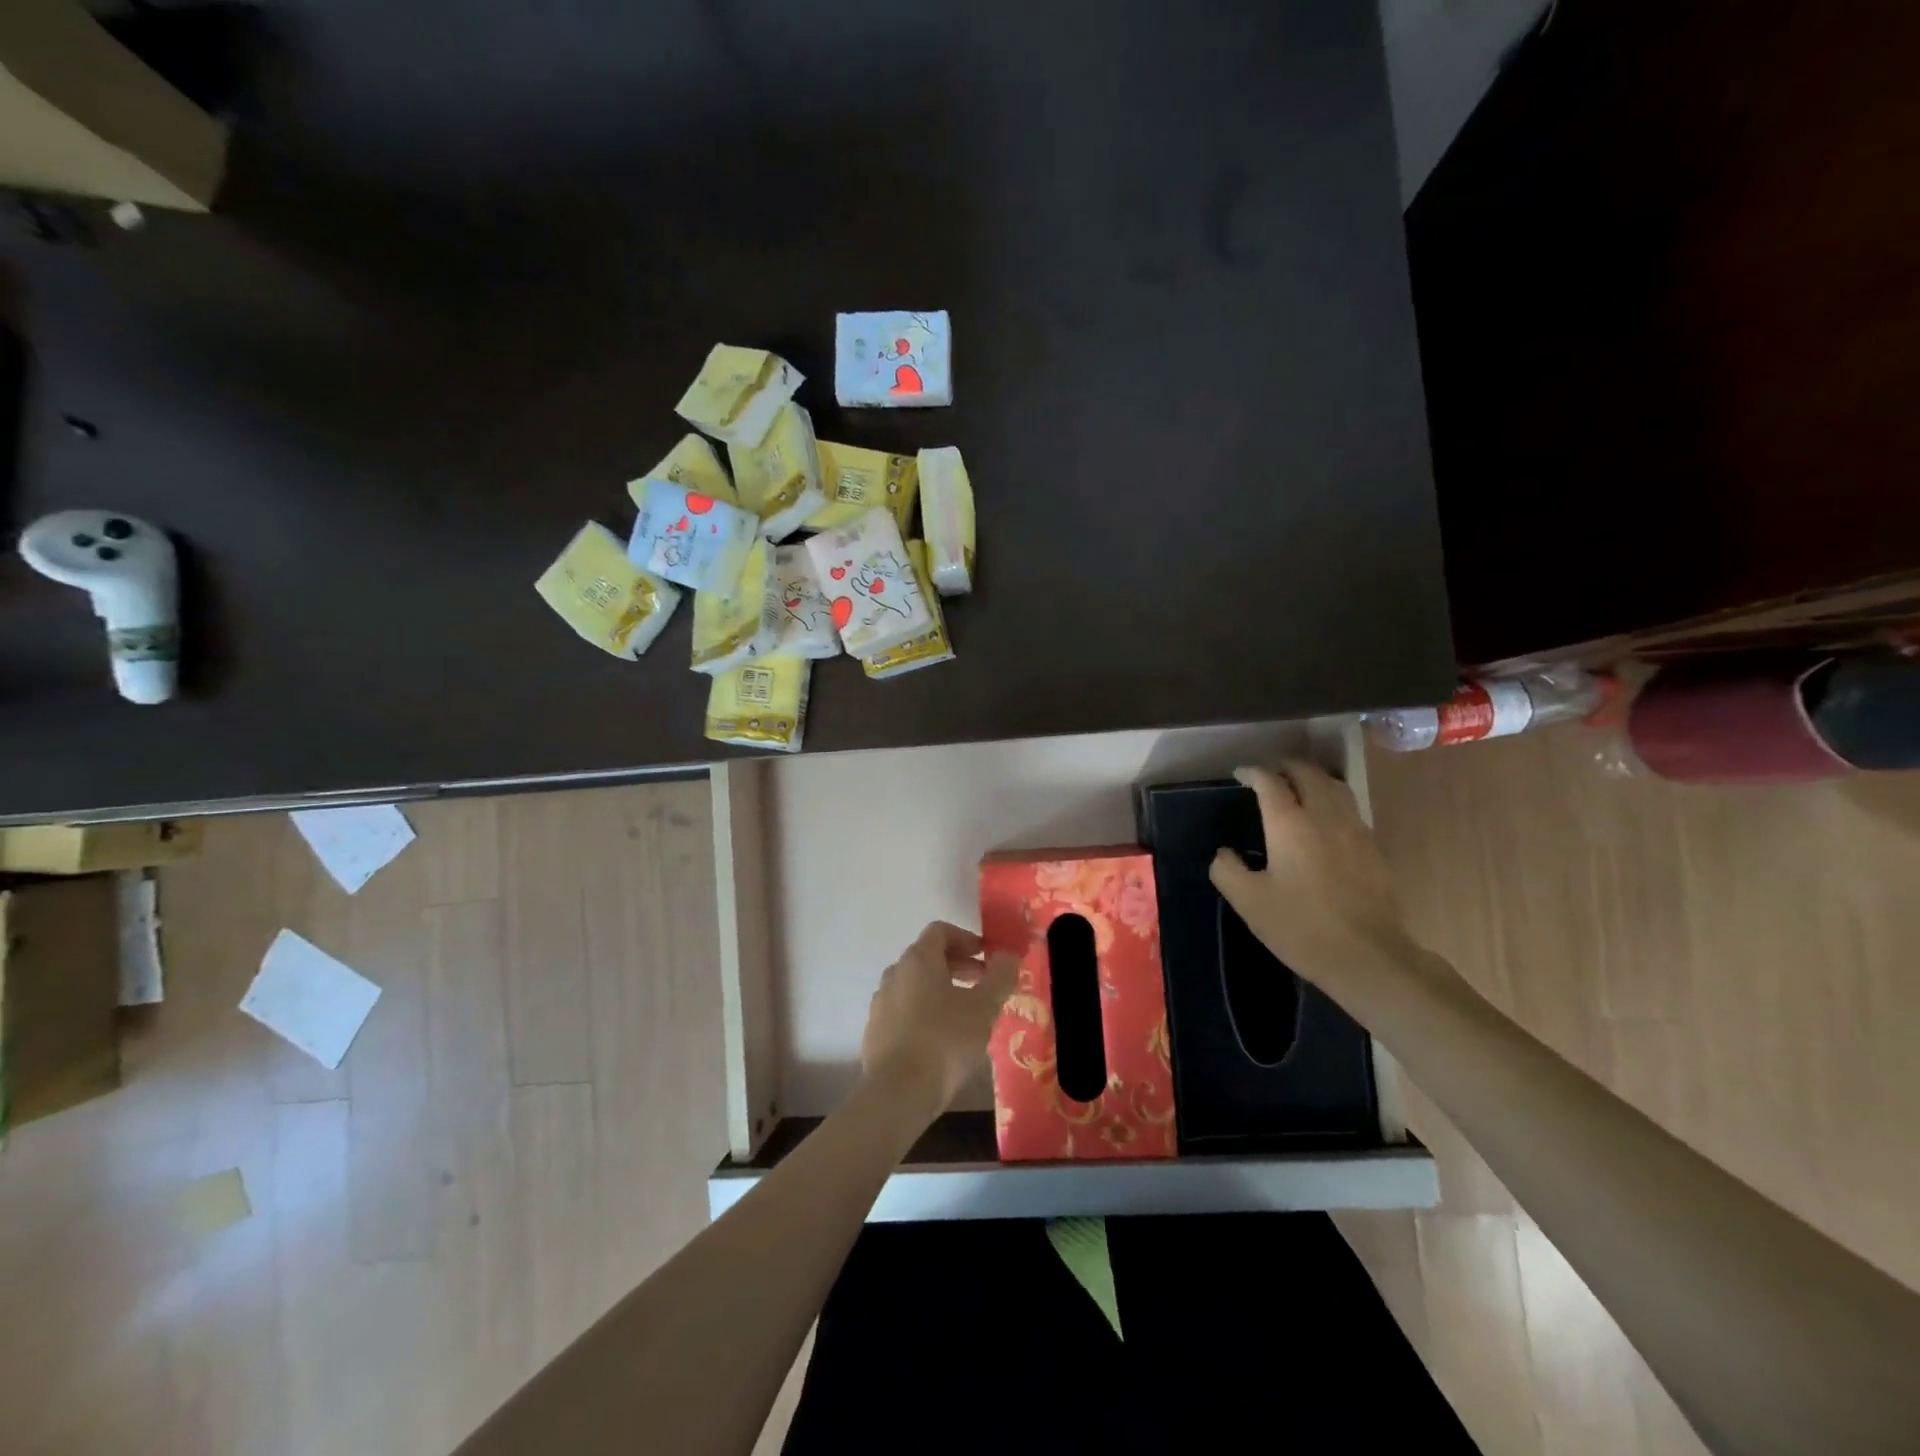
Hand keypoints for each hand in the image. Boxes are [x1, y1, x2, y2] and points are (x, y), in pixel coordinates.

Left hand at [861, 921, 1016, 1115]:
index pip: (941, 931)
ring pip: (915, 984)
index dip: (967, 939)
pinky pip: (904, 1008)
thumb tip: (1009, 955)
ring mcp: (881, 1001)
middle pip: (928, 956)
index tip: (987, 958)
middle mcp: (895, 972)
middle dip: (958, 965)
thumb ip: (1000, 977)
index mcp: (918, 959)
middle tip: (983, 984)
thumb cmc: (944, 1041)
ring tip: (966, 1013)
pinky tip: (942, 1038)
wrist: (897, 1093)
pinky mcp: (875, 1030)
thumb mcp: (983, 1009)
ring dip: (942, 989)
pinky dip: (925, 1011)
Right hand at [1209, 761, 1415, 991]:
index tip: (1240, 774)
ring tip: (1299, 785)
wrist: (1369, 957)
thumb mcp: (1249, 902)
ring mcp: (1354, 830)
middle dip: (1286, 767)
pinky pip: (1350, 807)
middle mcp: (1324, 816)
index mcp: (1290, 824)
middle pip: (1307, 774)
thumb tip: (1224, 853)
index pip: (1270, 782)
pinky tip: (1325, 817)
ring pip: (1335, 786)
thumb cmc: (1301, 927)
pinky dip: (1332, 798)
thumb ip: (1227, 870)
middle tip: (1269, 773)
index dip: (1253, 773)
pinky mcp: (1373, 848)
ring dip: (1313, 778)